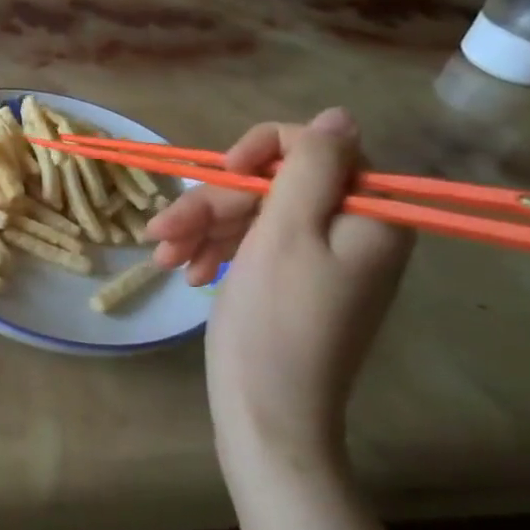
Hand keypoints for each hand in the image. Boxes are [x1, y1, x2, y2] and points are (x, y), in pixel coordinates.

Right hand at [145, 109, 412, 469]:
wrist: (266, 413)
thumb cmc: (275, 320)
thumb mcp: (286, 232)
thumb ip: (312, 168)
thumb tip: (339, 116)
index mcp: (369, 216)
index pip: (318, 149)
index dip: (263, 151)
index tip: (223, 174)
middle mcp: (351, 231)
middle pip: (275, 186)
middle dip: (214, 204)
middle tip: (162, 230)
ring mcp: (321, 258)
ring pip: (254, 215)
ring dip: (202, 228)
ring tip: (161, 255)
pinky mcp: (292, 280)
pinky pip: (252, 245)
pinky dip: (214, 251)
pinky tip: (183, 271)